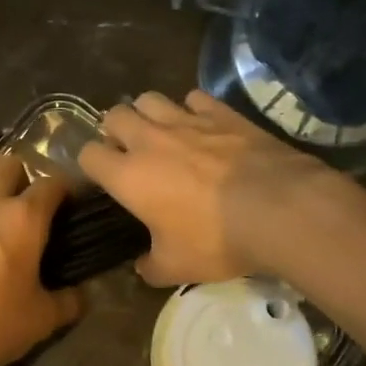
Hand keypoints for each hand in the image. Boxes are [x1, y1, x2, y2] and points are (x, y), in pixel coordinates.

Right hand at [78, 90, 329, 286]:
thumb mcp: (177, 268)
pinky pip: (194, 97)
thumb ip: (151, 267)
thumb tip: (142, 267)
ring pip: (150, 99)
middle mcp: (149, 140)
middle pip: (114, 115)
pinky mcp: (221, 112)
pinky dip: (192, 108)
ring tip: (162, 133)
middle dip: (116, 130)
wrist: (277, 208)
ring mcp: (186, 120)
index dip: (91, 164)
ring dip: (149, 113)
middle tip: (131, 151)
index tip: (104, 177)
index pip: (88, 154)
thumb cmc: (216, 239)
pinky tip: (203, 125)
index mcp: (128, 176)